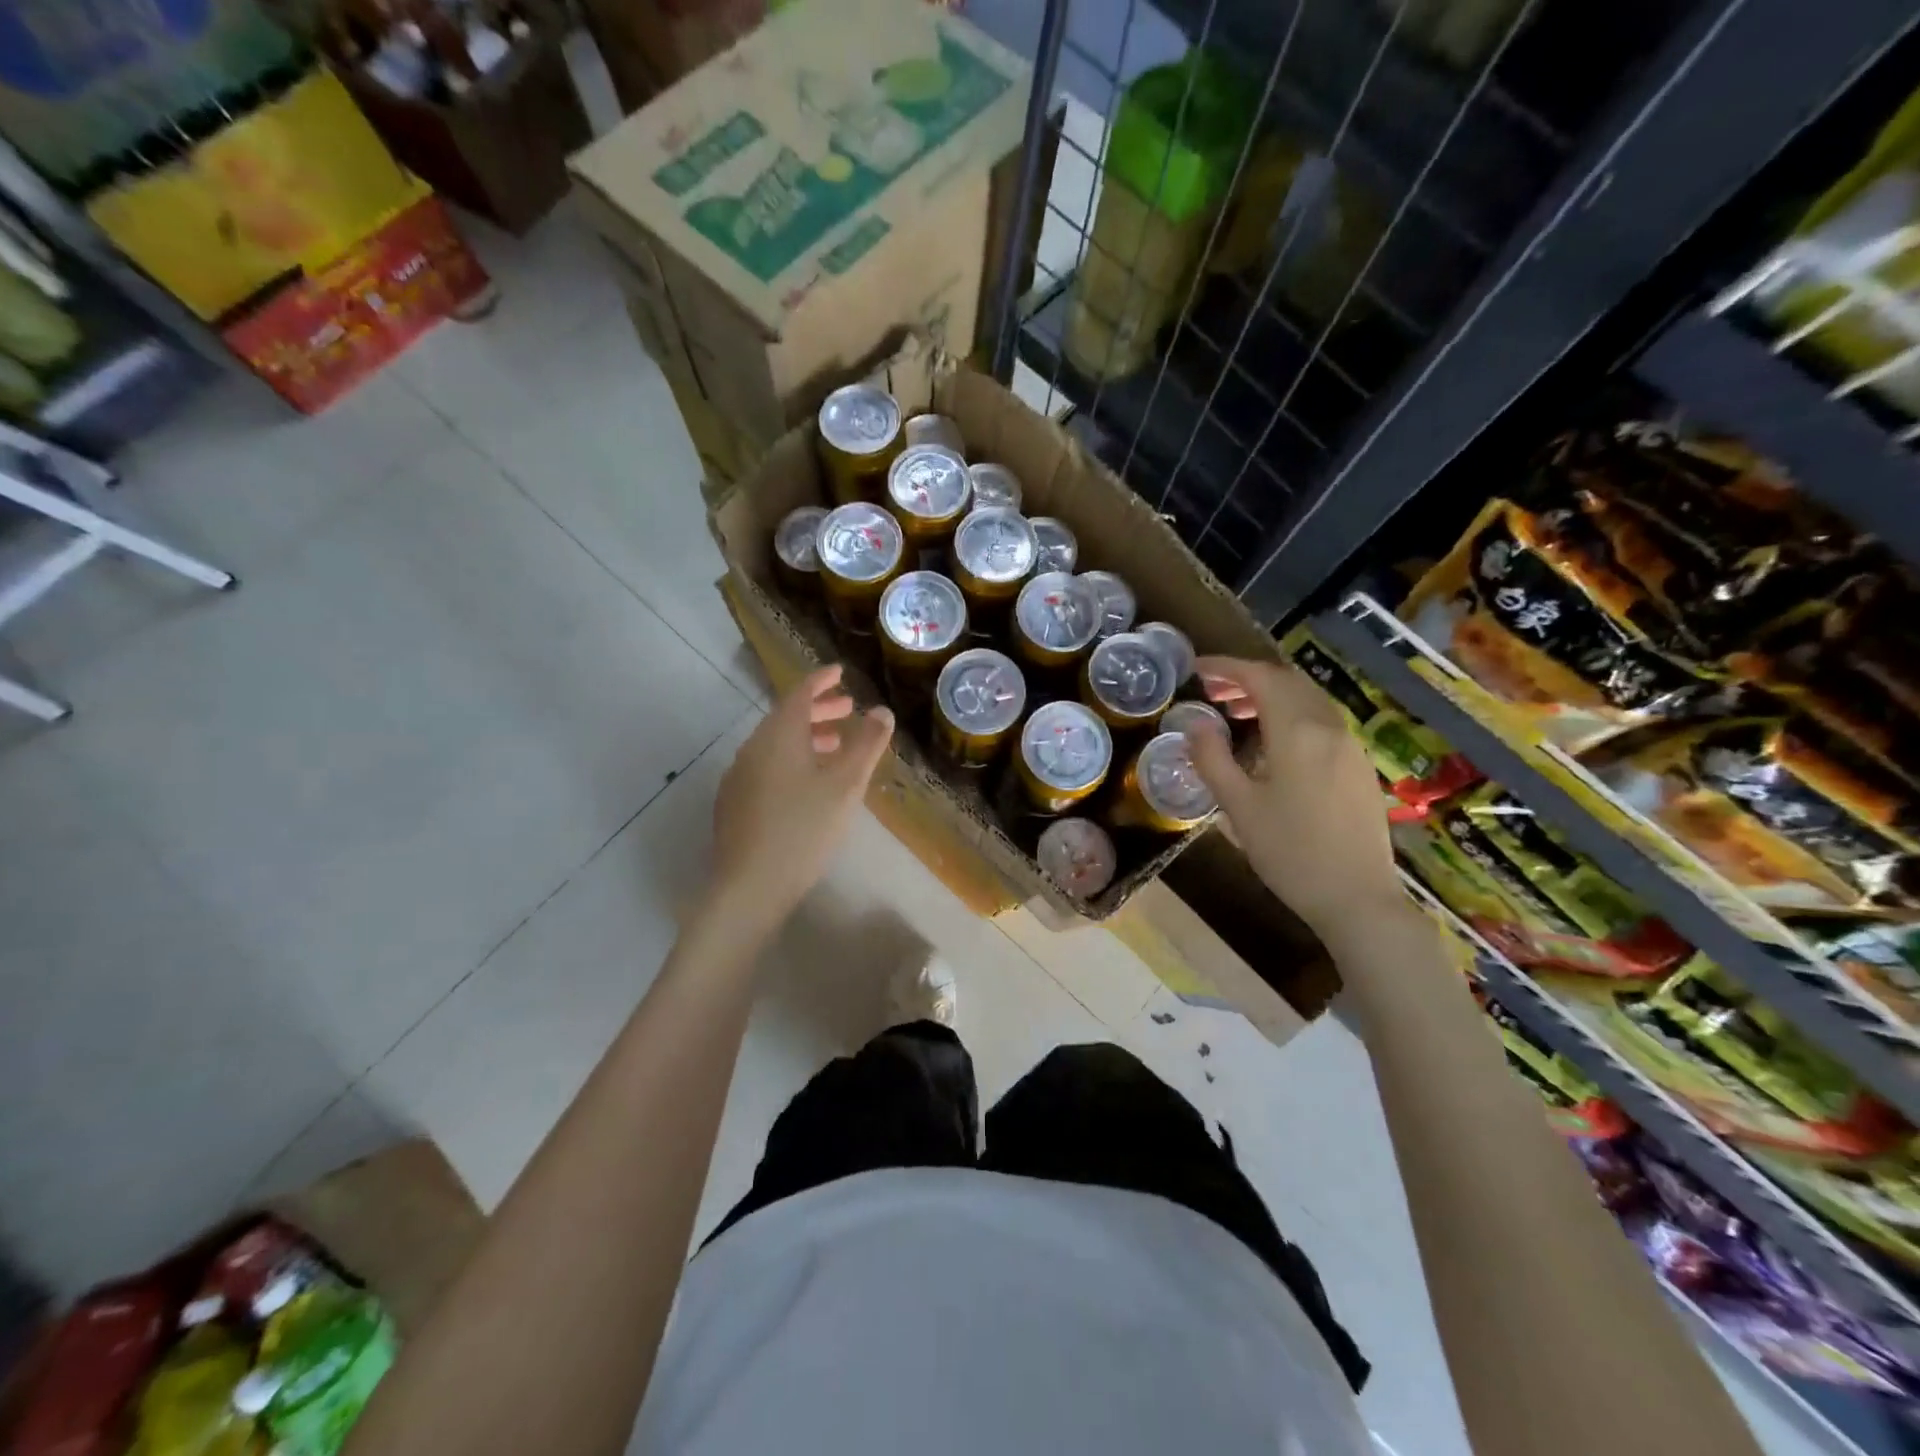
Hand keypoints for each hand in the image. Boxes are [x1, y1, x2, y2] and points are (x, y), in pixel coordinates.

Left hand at [708, 666, 892, 930]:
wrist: (750, 885)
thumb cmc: (804, 828)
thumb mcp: (846, 784)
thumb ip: (866, 744)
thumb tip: (882, 711)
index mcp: (778, 736)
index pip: (800, 694)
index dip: (822, 680)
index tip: (841, 672)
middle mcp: (753, 748)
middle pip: (786, 717)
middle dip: (818, 710)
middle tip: (847, 709)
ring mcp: (739, 776)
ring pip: (776, 744)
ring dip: (806, 737)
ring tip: (835, 746)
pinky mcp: (734, 803)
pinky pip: (767, 766)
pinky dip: (791, 760)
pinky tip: (808, 783)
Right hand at [1182, 656, 1401, 938]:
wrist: (1357, 898)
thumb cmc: (1290, 852)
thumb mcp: (1238, 807)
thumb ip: (1212, 759)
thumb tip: (1194, 725)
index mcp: (1297, 732)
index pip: (1260, 678)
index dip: (1226, 667)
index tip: (1197, 670)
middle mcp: (1329, 727)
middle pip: (1287, 682)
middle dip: (1248, 678)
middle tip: (1212, 691)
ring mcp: (1350, 746)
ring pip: (1308, 700)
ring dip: (1271, 695)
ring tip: (1236, 713)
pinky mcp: (1359, 766)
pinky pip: (1322, 721)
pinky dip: (1291, 715)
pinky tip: (1272, 743)